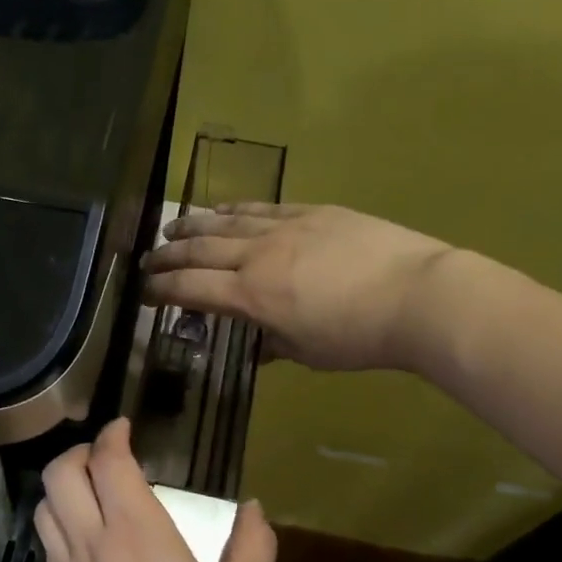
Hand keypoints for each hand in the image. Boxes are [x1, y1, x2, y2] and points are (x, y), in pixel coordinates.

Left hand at [34, 419, 275, 561]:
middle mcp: (93, 542)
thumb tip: (253, 509)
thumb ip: (252, 546)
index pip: (108, 461)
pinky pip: (47, 544)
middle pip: (61, 473)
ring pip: (44, 506)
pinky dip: (60, 522)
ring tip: (92, 491)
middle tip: (106, 456)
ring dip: (63, 486)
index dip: (113, 435)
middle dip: (79, 452)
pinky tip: (87, 539)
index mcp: (137, 531)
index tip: (125, 428)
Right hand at [141, 203, 452, 371]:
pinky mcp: (311, 212)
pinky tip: (221, 210)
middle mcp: (256, 256)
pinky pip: (261, 208)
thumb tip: (257, 345)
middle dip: (167, 256)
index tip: (143, 292)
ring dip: (193, 226)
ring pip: (224, 223)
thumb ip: (274, 343)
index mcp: (251, 296)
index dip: (161, 290)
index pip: (191, 289)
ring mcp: (284, 228)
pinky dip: (234, 210)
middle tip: (147, 259)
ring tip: (172, 228)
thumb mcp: (309, 353)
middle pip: (199, 251)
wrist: (418, 295)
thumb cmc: (360, 336)